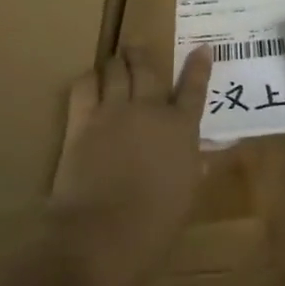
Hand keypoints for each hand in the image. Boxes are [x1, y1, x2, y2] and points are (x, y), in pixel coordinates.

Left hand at [48, 45, 210, 285]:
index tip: (202, 48)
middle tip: (138, 49)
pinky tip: (91, 80)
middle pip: (148, 70)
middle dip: (143, 56)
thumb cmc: (152, 230)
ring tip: (117, 58)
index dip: (199, 67)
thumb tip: (200, 158)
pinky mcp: (82, 122)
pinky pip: (85, 87)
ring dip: (118, 62)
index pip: (194, 90)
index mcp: (181, 130)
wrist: (100, 237)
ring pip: (117, 71)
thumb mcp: (185, 199)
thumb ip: (192, 170)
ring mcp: (114, 112)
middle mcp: (150, 111)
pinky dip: (89, 79)